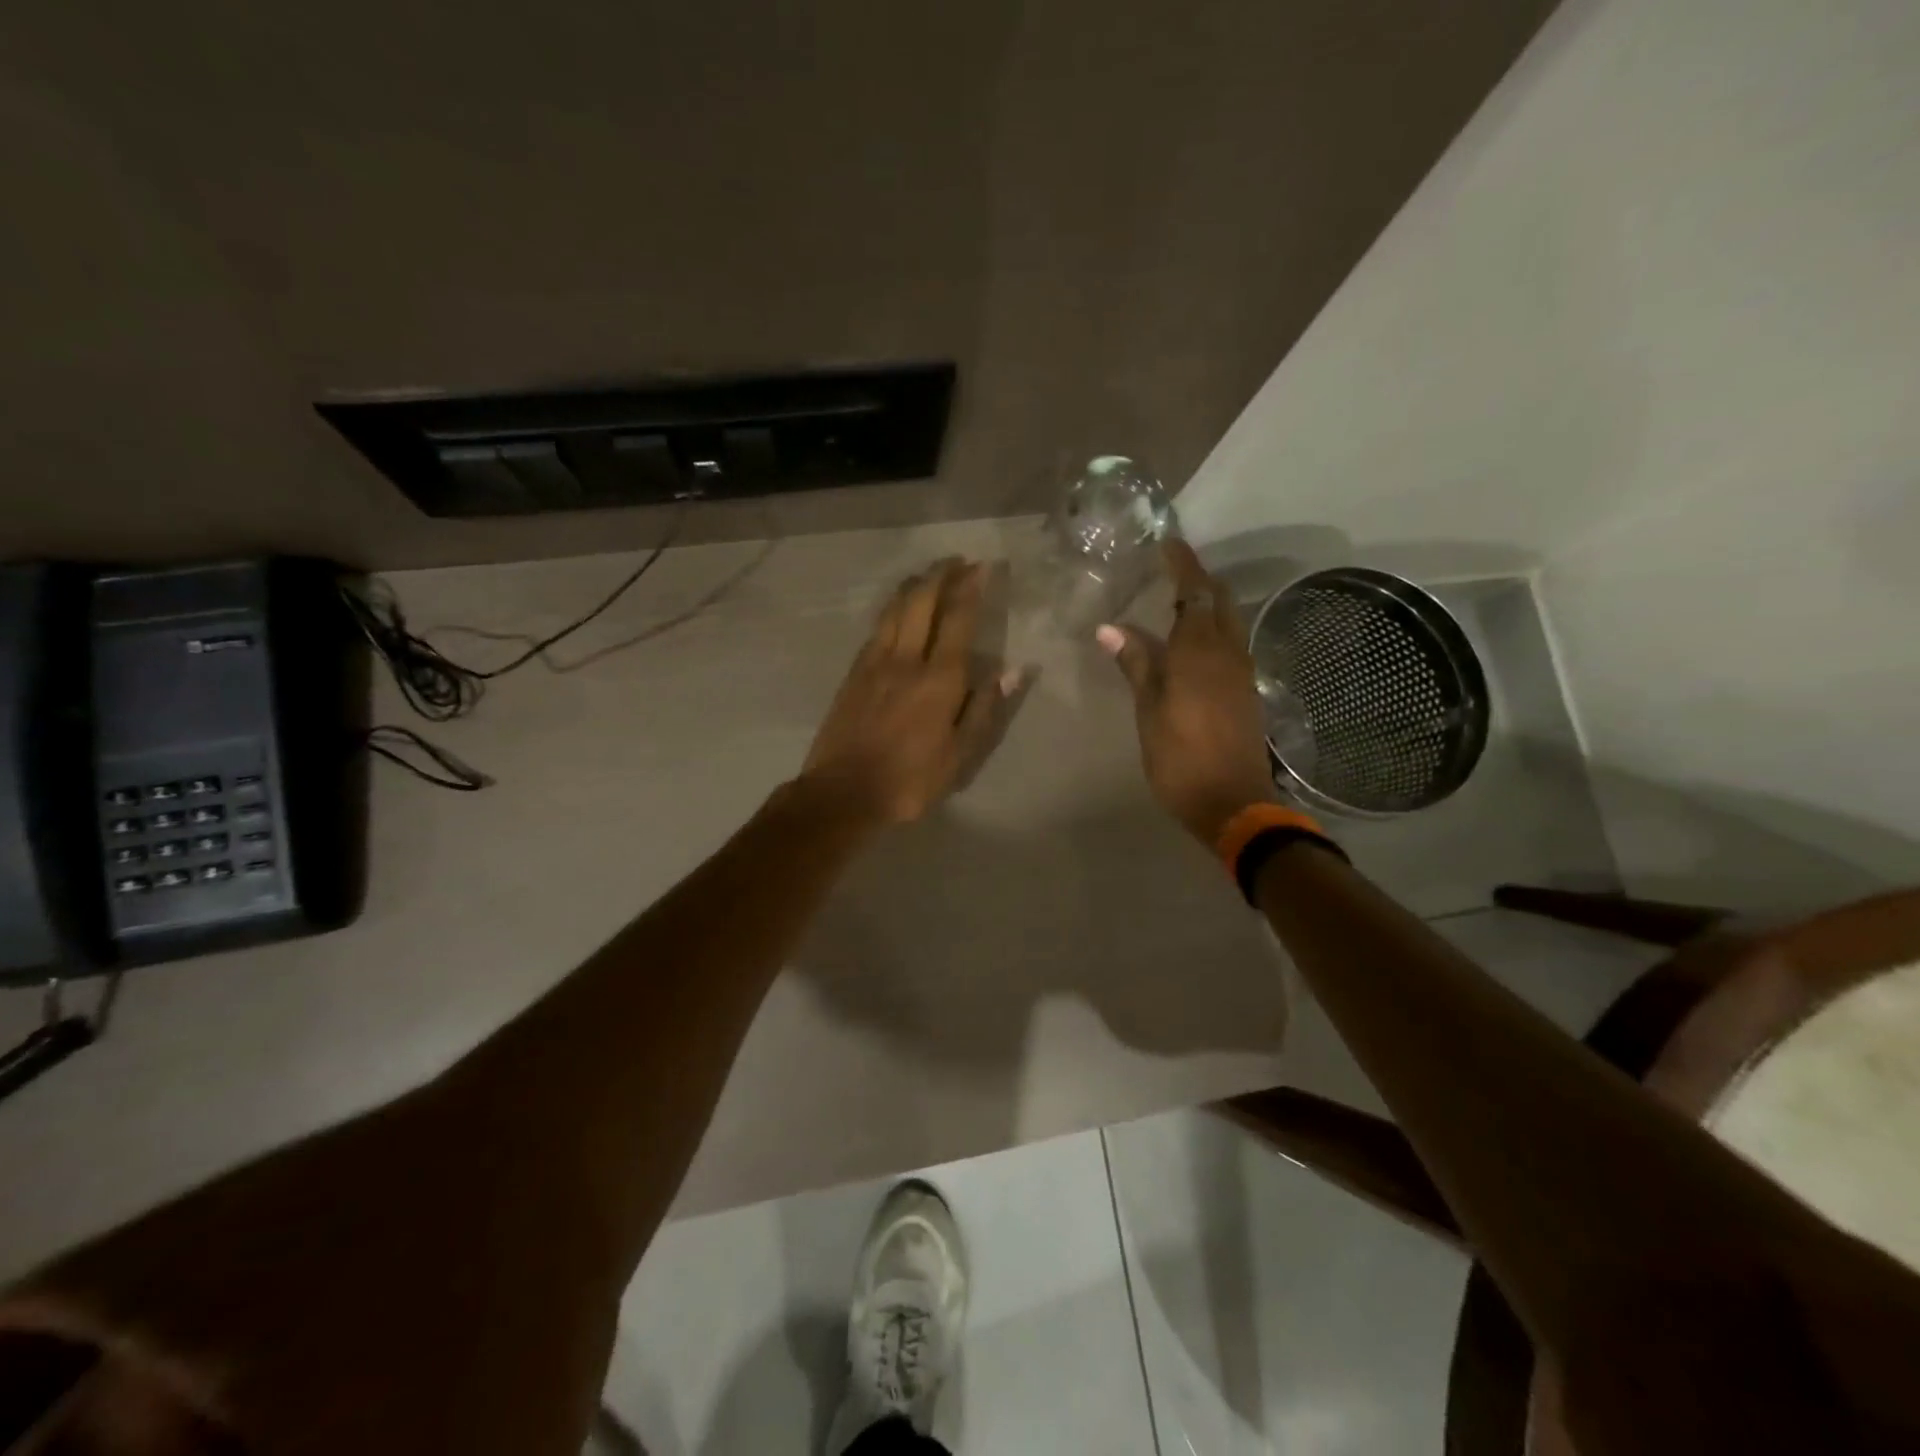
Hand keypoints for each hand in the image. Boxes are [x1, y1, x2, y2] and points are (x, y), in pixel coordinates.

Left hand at [802, 558, 1015, 824]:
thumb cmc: (909, 780)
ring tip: (928, 574)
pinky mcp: (853, 673)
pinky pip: (877, 628)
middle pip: (921, 602)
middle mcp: (906, 659)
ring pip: (894, 609)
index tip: (982, 567)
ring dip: (914, 586)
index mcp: (939, 679)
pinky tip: (897, 610)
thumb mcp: (959, 757)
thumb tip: (1012, 671)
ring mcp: (874, 663)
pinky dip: (892, 609)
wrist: (843, 792)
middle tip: (957, 560)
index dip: (971, 589)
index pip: (958, 620)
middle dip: (941, 575)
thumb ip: (983, 710)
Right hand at [1098, 540, 1276, 846]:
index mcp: (1199, 651)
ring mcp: (1241, 671)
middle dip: (1198, 579)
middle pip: (1219, 600)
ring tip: (1176, 603)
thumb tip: (1109, 627)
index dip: (1182, 563)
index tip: (1167, 542)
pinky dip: (1213, 629)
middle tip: (1169, 572)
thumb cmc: (1180, 757)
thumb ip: (1135, 664)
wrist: (1233, 802)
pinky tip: (1192, 644)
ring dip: (1207, 604)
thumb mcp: (1148, 711)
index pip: (1194, 591)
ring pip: (1229, 621)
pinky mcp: (1246, 690)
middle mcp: (1227, 651)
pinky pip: (1231, 643)